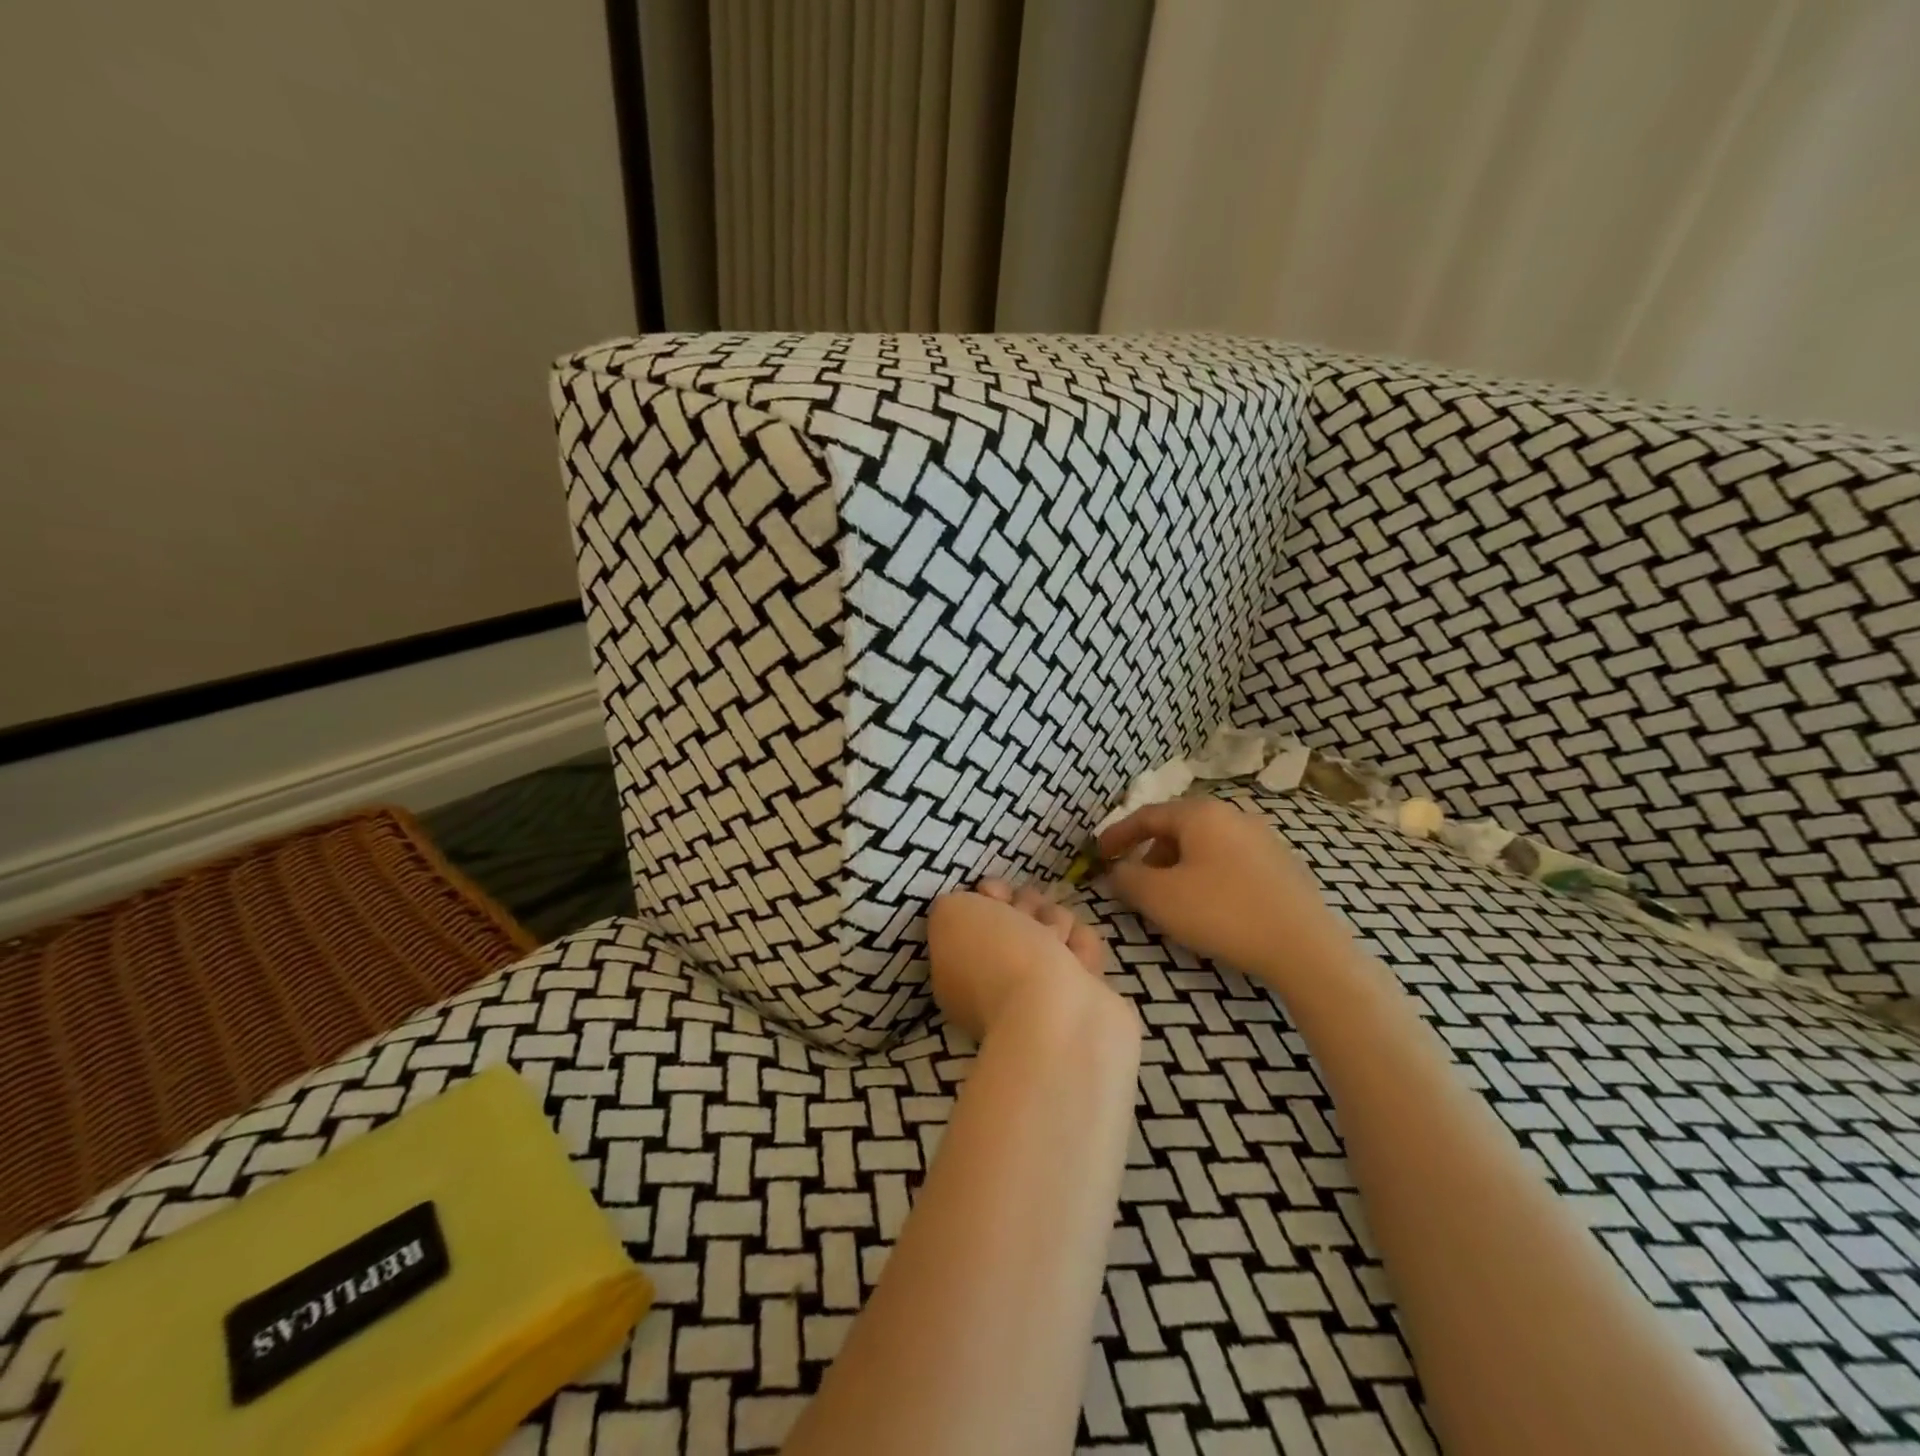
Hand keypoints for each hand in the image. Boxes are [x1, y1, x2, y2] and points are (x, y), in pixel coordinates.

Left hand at [927, 880, 1125, 1041]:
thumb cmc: (997, 957)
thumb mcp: (950, 915)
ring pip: (1052, 930)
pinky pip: (1082, 951)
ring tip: (1058, 941)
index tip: (995, 894)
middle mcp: (997, 982)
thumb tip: (979, 905)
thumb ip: (954, 904)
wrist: (1055, 1012)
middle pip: (1017, 920)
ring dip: (1057, 924)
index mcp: (959, 969)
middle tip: (1029, 918)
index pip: (975, 917)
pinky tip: (1079, 960)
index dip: (986, 897)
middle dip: (1027, 907)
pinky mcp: (1083, 996)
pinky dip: (1082, 948)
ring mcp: (1041, 992)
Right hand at [1098, 796, 1355, 991]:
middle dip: (1150, 852)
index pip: (1146, 815)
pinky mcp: (1282, 864)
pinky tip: (1210, 905)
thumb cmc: (1222, 913)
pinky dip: (1207, 874)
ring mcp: (1263, 838)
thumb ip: (1126, 878)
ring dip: (1179, 864)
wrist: (1304, 947)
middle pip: (1178, 827)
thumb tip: (1117, 870)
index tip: (1098, 855)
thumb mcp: (1159, 897)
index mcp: (1200, 814)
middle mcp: (1233, 815)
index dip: (1118, 835)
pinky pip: (1230, 860)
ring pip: (1205, 844)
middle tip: (1135, 880)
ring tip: (1171, 897)